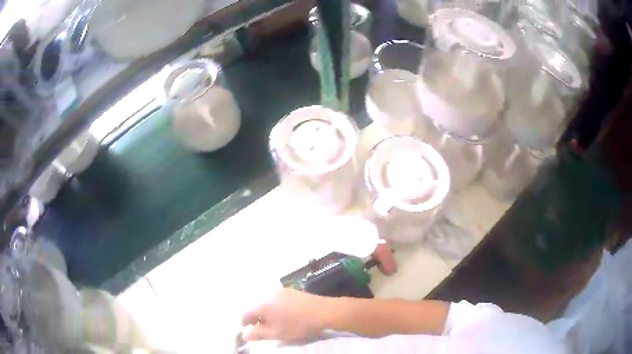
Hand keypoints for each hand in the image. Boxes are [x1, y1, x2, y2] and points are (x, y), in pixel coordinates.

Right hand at [241, 288, 330, 342]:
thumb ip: (258, 334)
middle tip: (261, 330)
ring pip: (264, 303)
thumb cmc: (298, 325)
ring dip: (264, 313)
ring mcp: (279, 291)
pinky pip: (274, 300)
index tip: (247, 332)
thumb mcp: (276, 334)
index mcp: (262, 304)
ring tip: (272, 325)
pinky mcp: (290, 291)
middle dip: (254, 318)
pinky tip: (282, 316)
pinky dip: (273, 308)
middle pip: (254, 306)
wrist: (324, 311)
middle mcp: (268, 294)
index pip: (245, 313)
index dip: (244, 323)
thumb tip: (244, 334)